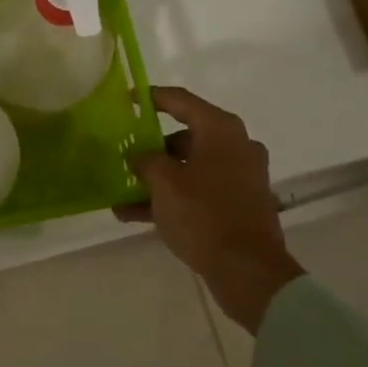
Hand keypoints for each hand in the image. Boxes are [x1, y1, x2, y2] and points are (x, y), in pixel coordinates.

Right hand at [116, 86, 303, 333]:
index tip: (126, 100)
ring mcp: (239, 176)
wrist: (247, 269)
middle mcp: (234, 146)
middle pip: (185, 136)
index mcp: (221, 130)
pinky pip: (198, 190)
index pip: (181, 100)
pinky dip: (171, 197)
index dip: (151, 98)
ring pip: (189, 167)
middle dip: (150, 147)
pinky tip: (135, 214)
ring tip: (121, 191)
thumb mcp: (164, 183)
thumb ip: (146, 161)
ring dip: (156, 178)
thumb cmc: (203, 214)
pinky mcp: (238, 203)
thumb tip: (139, 154)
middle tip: (122, 154)